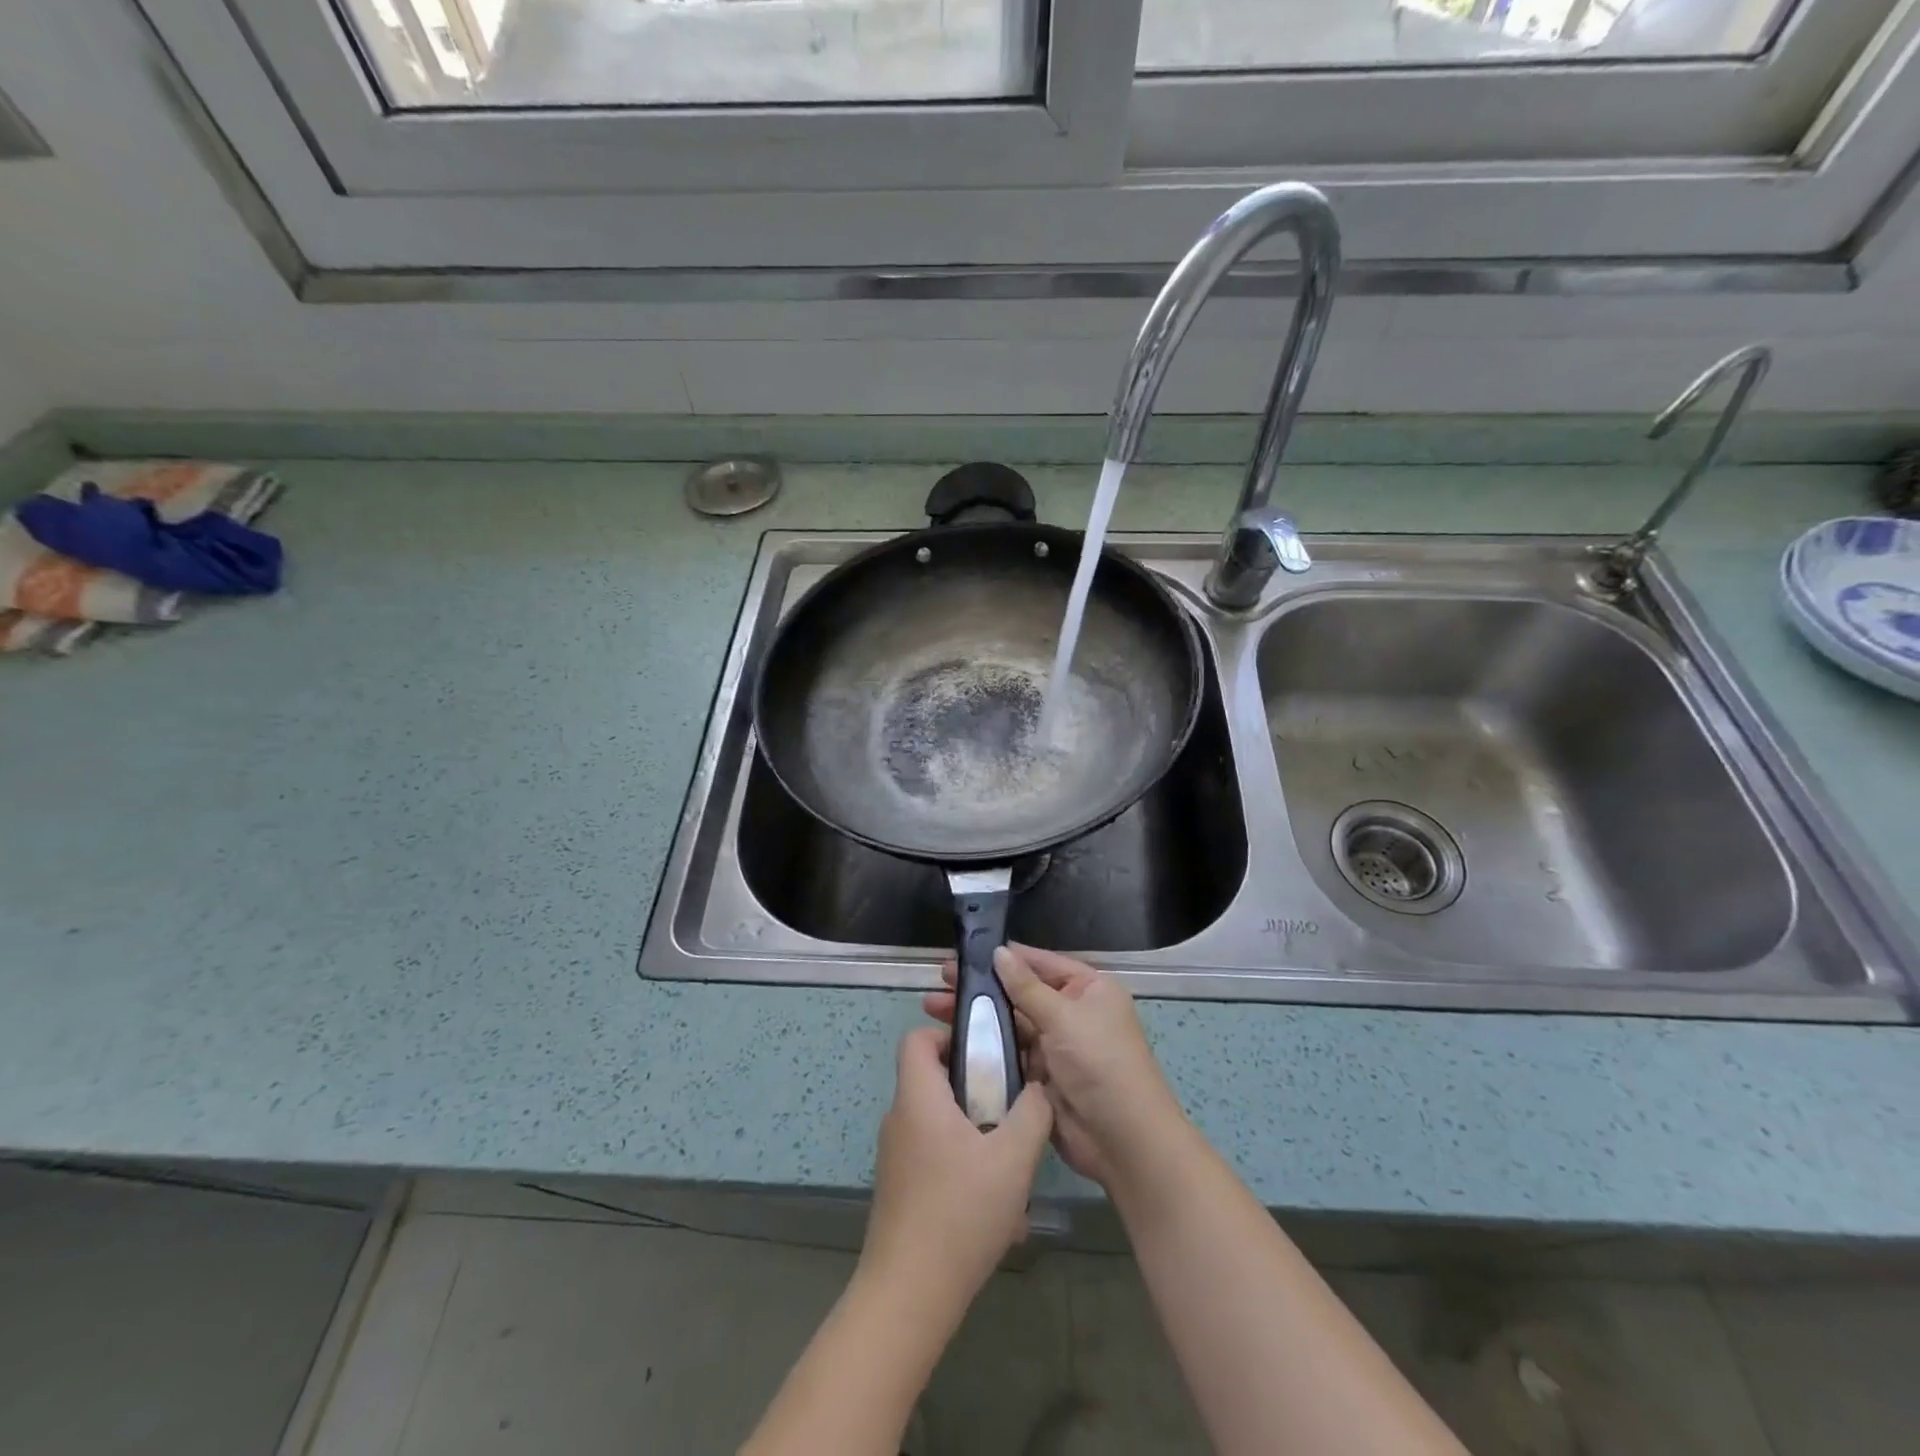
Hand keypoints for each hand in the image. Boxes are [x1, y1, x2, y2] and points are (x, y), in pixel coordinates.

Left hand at [860, 1027, 1053, 1315]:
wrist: (908, 1296)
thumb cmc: (960, 1213)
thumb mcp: (1012, 1158)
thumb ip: (1032, 1112)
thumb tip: (1038, 1088)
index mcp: (918, 1097)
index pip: (917, 1038)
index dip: (950, 1035)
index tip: (987, 1055)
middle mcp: (900, 1119)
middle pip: (934, 1080)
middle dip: (977, 1087)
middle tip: (1011, 1108)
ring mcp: (898, 1157)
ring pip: (941, 1123)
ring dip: (977, 1134)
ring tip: (1012, 1165)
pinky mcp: (902, 1190)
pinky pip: (937, 1158)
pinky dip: (966, 1168)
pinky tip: (998, 1210)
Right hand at [924, 944, 1187, 1192]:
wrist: (1123, 1141)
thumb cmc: (1100, 1064)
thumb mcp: (1064, 1017)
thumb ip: (1026, 986)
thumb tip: (999, 952)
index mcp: (1088, 989)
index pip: (1040, 963)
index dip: (1004, 958)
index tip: (964, 954)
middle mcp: (1072, 1013)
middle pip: (1020, 993)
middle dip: (982, 988)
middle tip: (939, 981)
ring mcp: (1055, 1046)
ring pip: (1010, 1024)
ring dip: (977, 1017)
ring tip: (932, 1008)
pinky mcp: (1040, 1077)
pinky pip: (1008, 1055)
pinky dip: (984, 1048)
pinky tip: (951, 1041)